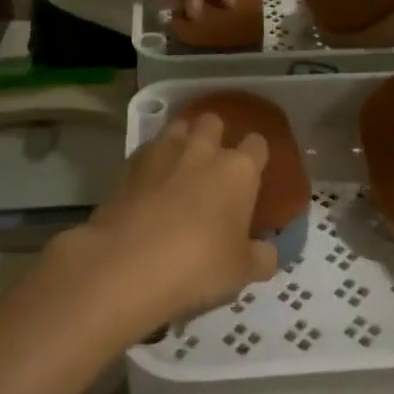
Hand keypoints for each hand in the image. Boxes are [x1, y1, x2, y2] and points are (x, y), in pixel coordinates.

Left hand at [46, 114, 278, 332]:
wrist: (126, 264)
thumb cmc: (198, 265)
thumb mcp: (242, 271)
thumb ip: (261, 257)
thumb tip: (267, 252)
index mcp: (238, 170)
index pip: (257, 144)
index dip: (256, 157)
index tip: (252, 175)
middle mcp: (202, 151)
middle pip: (213, 122)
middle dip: (215, 136)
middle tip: (213, 166)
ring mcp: (162, 153)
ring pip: (178, 128)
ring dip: (182, 141)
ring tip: (180, 168)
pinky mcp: (129, 165)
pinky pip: (147, 151)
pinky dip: (151, 162)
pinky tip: (149, 186)